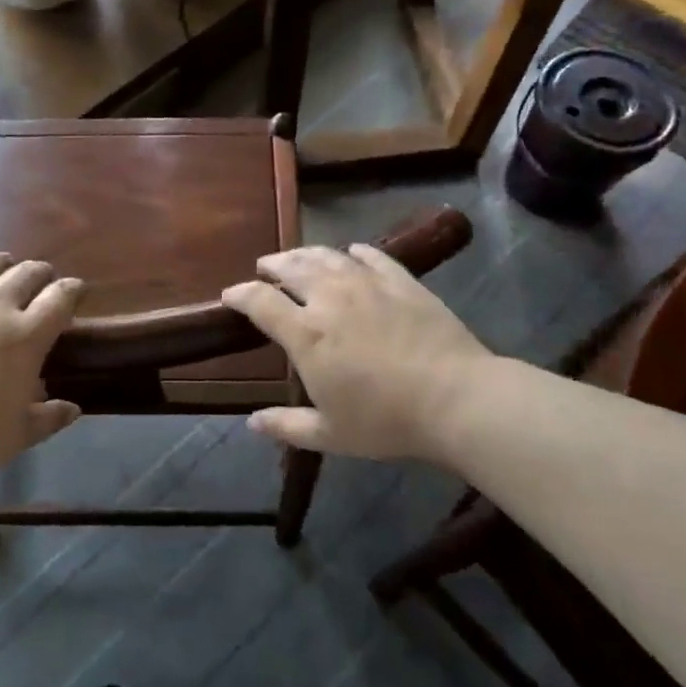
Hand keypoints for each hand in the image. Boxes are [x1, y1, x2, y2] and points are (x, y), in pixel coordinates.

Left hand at [0, 253, 83, 481]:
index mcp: (26, 336)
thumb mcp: (16, 436)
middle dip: (42, 273)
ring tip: (6, 267)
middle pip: (27, 273)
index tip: (77, 292)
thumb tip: (74, 408)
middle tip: (43, 282)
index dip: (73, 290)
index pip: (61, 297)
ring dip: (4, 263)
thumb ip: (49, 420)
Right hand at [221, 244, 493, 463]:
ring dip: (306, 253)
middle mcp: (331, 298)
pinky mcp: (403, 281)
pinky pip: (373, 256)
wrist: (456, 399)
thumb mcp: (330, 434)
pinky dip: (356, 252)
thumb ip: (287, 426)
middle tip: (265, 267)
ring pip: (328, 256)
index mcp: (306, 334)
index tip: (230, 295)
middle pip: (292, 267)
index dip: (239, 294)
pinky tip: (353, 252)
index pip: (260, 301)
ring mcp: (368, 284)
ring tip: (298, 256)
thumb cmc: (386, 421)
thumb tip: (252, 423)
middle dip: (272, 264)